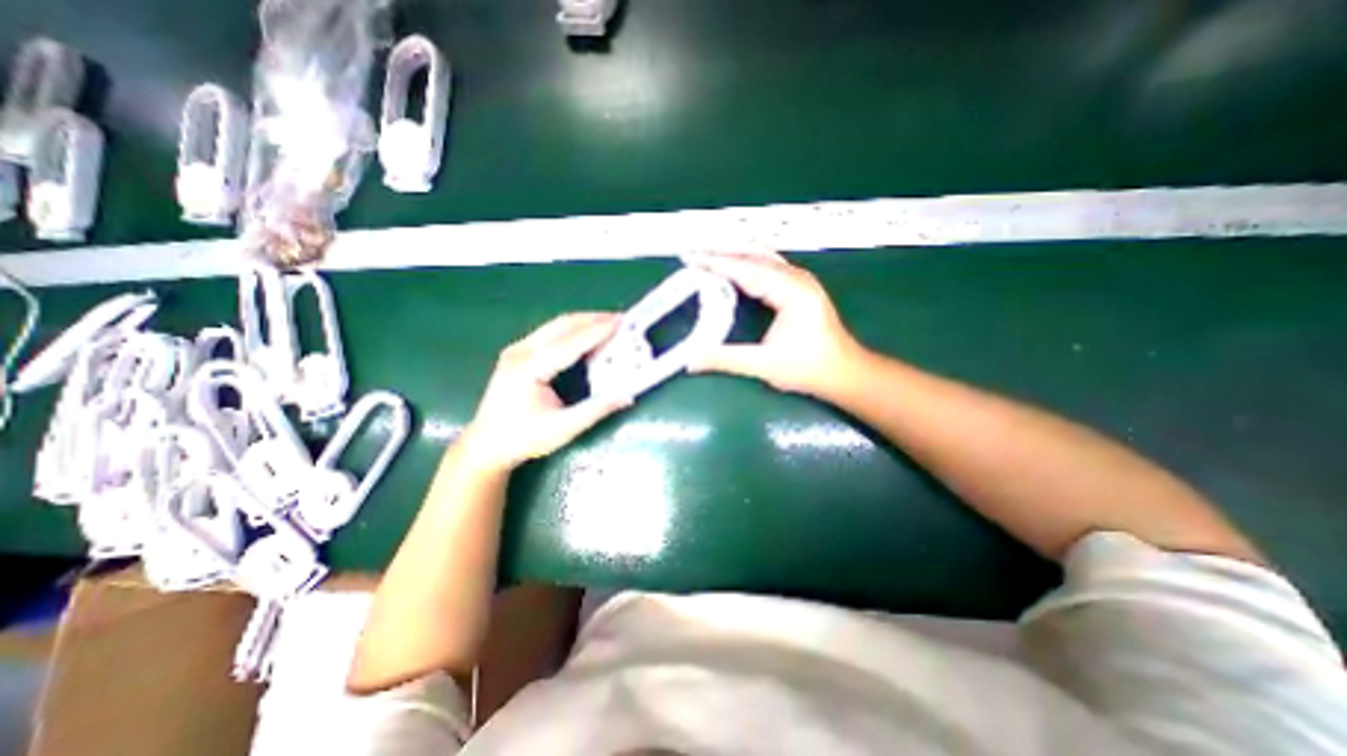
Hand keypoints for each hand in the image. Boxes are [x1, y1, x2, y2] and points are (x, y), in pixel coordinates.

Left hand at [459, 313, 631, 472]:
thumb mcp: (562, 429)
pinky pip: (550, 333)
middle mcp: (521, 351)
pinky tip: (586, 335)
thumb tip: (627, 397)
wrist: (485, 445)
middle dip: (593, 319)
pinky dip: (572, 330)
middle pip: (562, 325)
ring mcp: (516, 349)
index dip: (598, 331)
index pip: (571, 342)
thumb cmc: (523, 439)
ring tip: (608, 323)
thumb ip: (596, 410)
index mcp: (530, 368)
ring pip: (555, 325)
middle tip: (620, 319)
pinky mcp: (517, 353)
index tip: (622, 321)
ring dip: (583, 322)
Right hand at [684, 250, 861, 398]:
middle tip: (693, 250)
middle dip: (722, 251)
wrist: (844, 372)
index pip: (746, 269)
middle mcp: (797, 278)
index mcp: (791, 291)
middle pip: (753, 255)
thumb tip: (691, 360)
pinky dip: (747, 263)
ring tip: (708, 252)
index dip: (716, 263)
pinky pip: (768, 266)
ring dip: (734, 253)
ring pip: (762, 257)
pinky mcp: (800, 286)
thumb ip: (726, 359)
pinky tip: (735, 266)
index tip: (691, 258)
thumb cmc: (809, 368)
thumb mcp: (765, 365)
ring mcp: (800, 280)